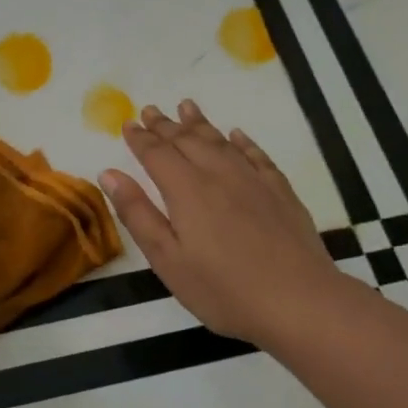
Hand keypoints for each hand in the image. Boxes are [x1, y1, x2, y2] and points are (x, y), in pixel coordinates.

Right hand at [100, 100, 342, 346]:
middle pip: (187, 140)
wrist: (298, 301)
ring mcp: (253, 180)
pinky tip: (237, 135)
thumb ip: (138, 213)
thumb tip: (109, 173)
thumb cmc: (223, 289)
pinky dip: (242, 141)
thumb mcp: (167, 259)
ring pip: (220, 141)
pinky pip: (256, 155)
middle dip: (165, 125)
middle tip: (150, 109)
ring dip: (200, 123)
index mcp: (186, 189)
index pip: (156, 153)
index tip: (128, 124)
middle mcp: (218, 174)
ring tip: (187, 106)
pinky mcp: (280, 191)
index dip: (140, 138)